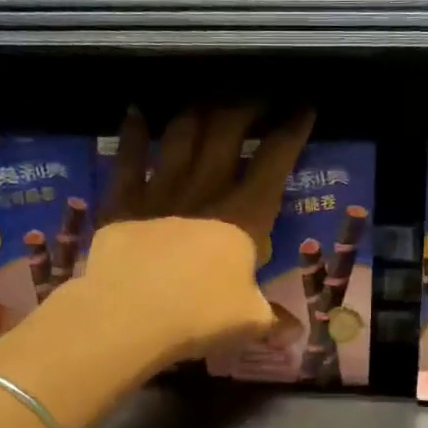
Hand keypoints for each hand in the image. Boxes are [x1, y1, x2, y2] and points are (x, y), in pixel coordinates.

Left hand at [79, 104, 314, 367]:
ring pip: (182, 134)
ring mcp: (162, 190)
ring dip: (198, 110)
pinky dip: (133, 132)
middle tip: (258, 93)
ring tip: (209, 96)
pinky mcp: (124, 200)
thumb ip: (272, 318)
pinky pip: (128, 157)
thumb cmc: (199, 316)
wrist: (130, 316)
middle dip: (247, 105)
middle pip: (228, 131)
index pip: (276, 160)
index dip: (293, 129)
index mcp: (245, 215)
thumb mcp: (248, 321)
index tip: (304, 106)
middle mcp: (207, 190)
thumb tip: (295, 334)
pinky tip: (135, 111)